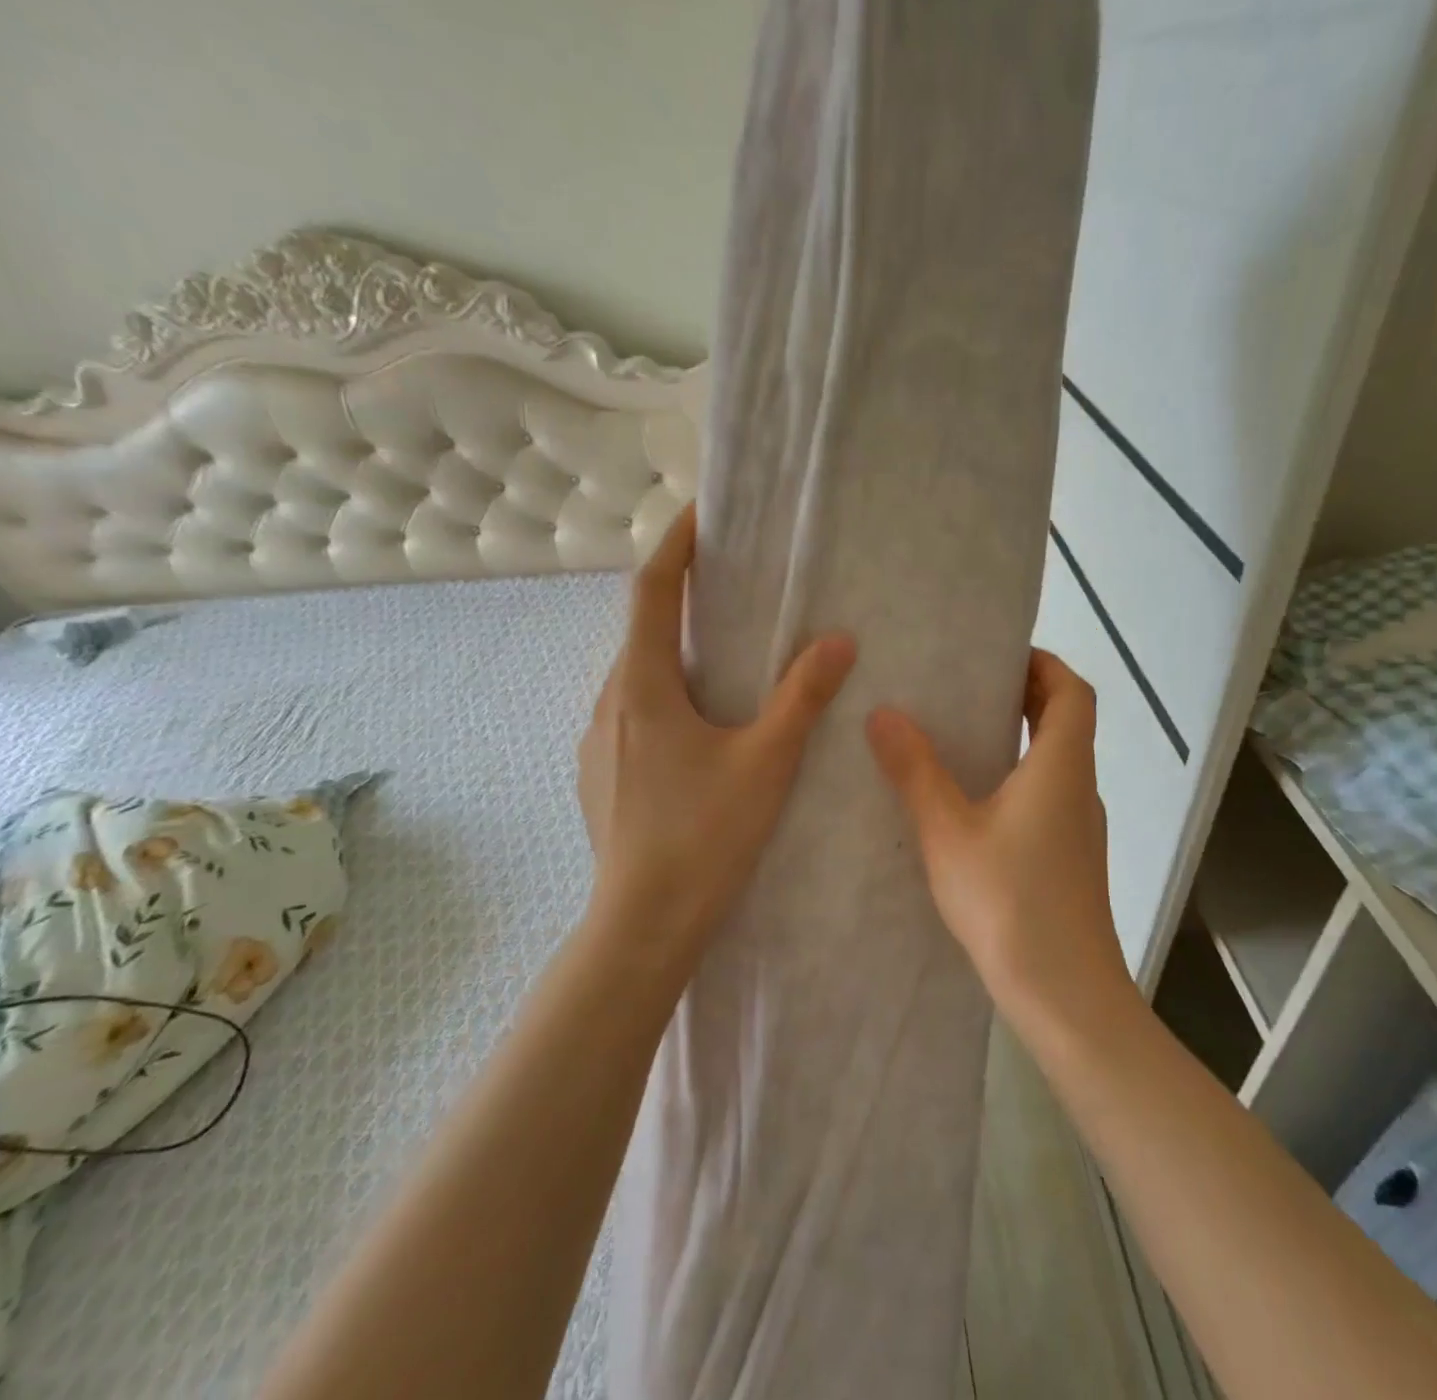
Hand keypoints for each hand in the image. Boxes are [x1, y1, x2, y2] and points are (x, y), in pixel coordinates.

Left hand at [579, 504, 856, 954]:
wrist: (643, 925)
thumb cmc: (704, 836)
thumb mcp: (766, 762)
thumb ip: (802, 698)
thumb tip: (838, 641)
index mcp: (643, 687)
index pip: (651, 591)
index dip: (675, 545)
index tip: (700, 512)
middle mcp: (610, 704)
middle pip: (642, 631)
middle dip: (680, 600)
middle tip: (729, 587)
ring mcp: (598, 743)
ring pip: (637, 677)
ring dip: (674, 653)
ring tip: (723, 656)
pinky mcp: (602, 775)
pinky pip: (634, 713)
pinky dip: (666, 695)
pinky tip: (701, 727)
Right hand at [865, 649, 1131, 1021]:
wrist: (1064, 995)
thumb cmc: (1009, 902)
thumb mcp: (948, 832)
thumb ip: (915, 771)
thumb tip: (884, 714)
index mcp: (1061, 766)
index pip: (1072, 690)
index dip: (1043, 662)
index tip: (997, 655)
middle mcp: (1079, 787)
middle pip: (1066, 721)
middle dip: (1024, 694)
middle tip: (966, 686)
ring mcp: (1079, 826)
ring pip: (1057, 760)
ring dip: (1019, 737)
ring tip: (959, 734)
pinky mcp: (1070, 858)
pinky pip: (1048, 795)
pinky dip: (1018, 776)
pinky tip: (970, 801)